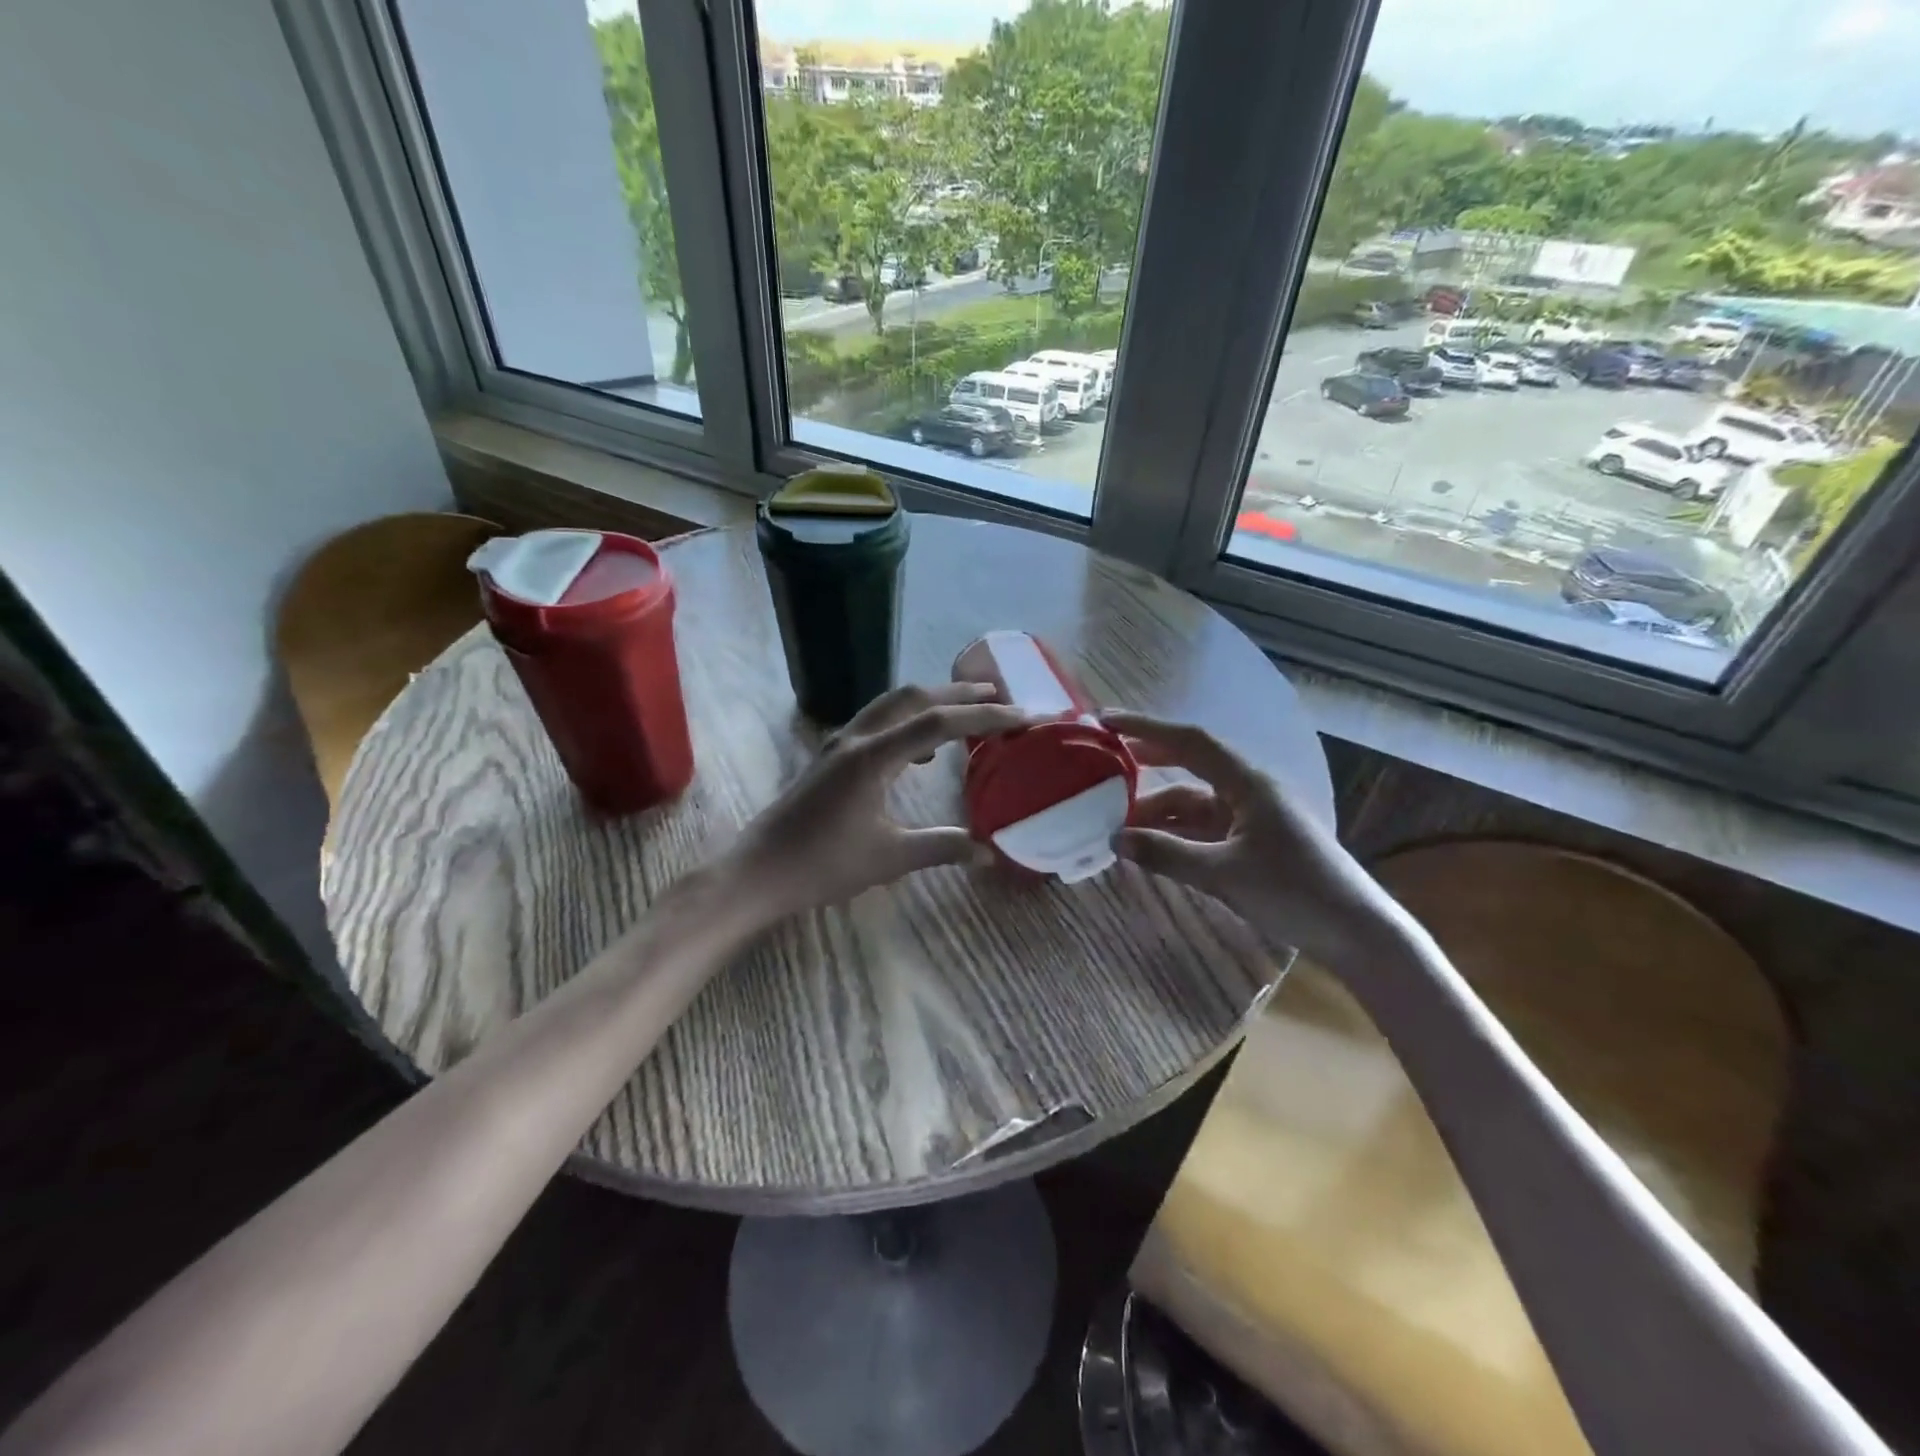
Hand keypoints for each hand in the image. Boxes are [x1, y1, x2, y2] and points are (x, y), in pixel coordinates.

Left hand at [726, 682, 1029, 927]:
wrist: (759, 871)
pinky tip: (922, 751)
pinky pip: (878, 722)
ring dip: (933, 702)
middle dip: (959, 693)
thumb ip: (941, 848)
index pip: (939, 723)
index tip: (1021, 716)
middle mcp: (857, 739)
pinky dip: (909, 722)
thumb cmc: (823, 865)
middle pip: (914, 698)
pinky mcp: (832, 756)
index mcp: (873, 757)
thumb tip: (988, 852)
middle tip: (999, 695)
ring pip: (893, 705)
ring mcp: (841, 744)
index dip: (984, 716)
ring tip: (967, 712)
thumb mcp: (889, 858)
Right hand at [1103, 711, 1397, 965]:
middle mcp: (1249, 790)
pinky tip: (1150, 845)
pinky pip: (1203, 826)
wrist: (1355, 934)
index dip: (1146, 727)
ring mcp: (1252, 816)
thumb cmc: (1294, 893)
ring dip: (1157, 808)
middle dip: (1148, 760)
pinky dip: (1175, 832)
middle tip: (1104, 760)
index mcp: (1249, 783)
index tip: (1106, 721)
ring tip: (1116, 821)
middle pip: (1190, 763)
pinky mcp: (1252, 841)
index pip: (1190, 741)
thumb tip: (1113, 840)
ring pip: (1193, 800)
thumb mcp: (1223, 875)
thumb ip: (1166, 855)